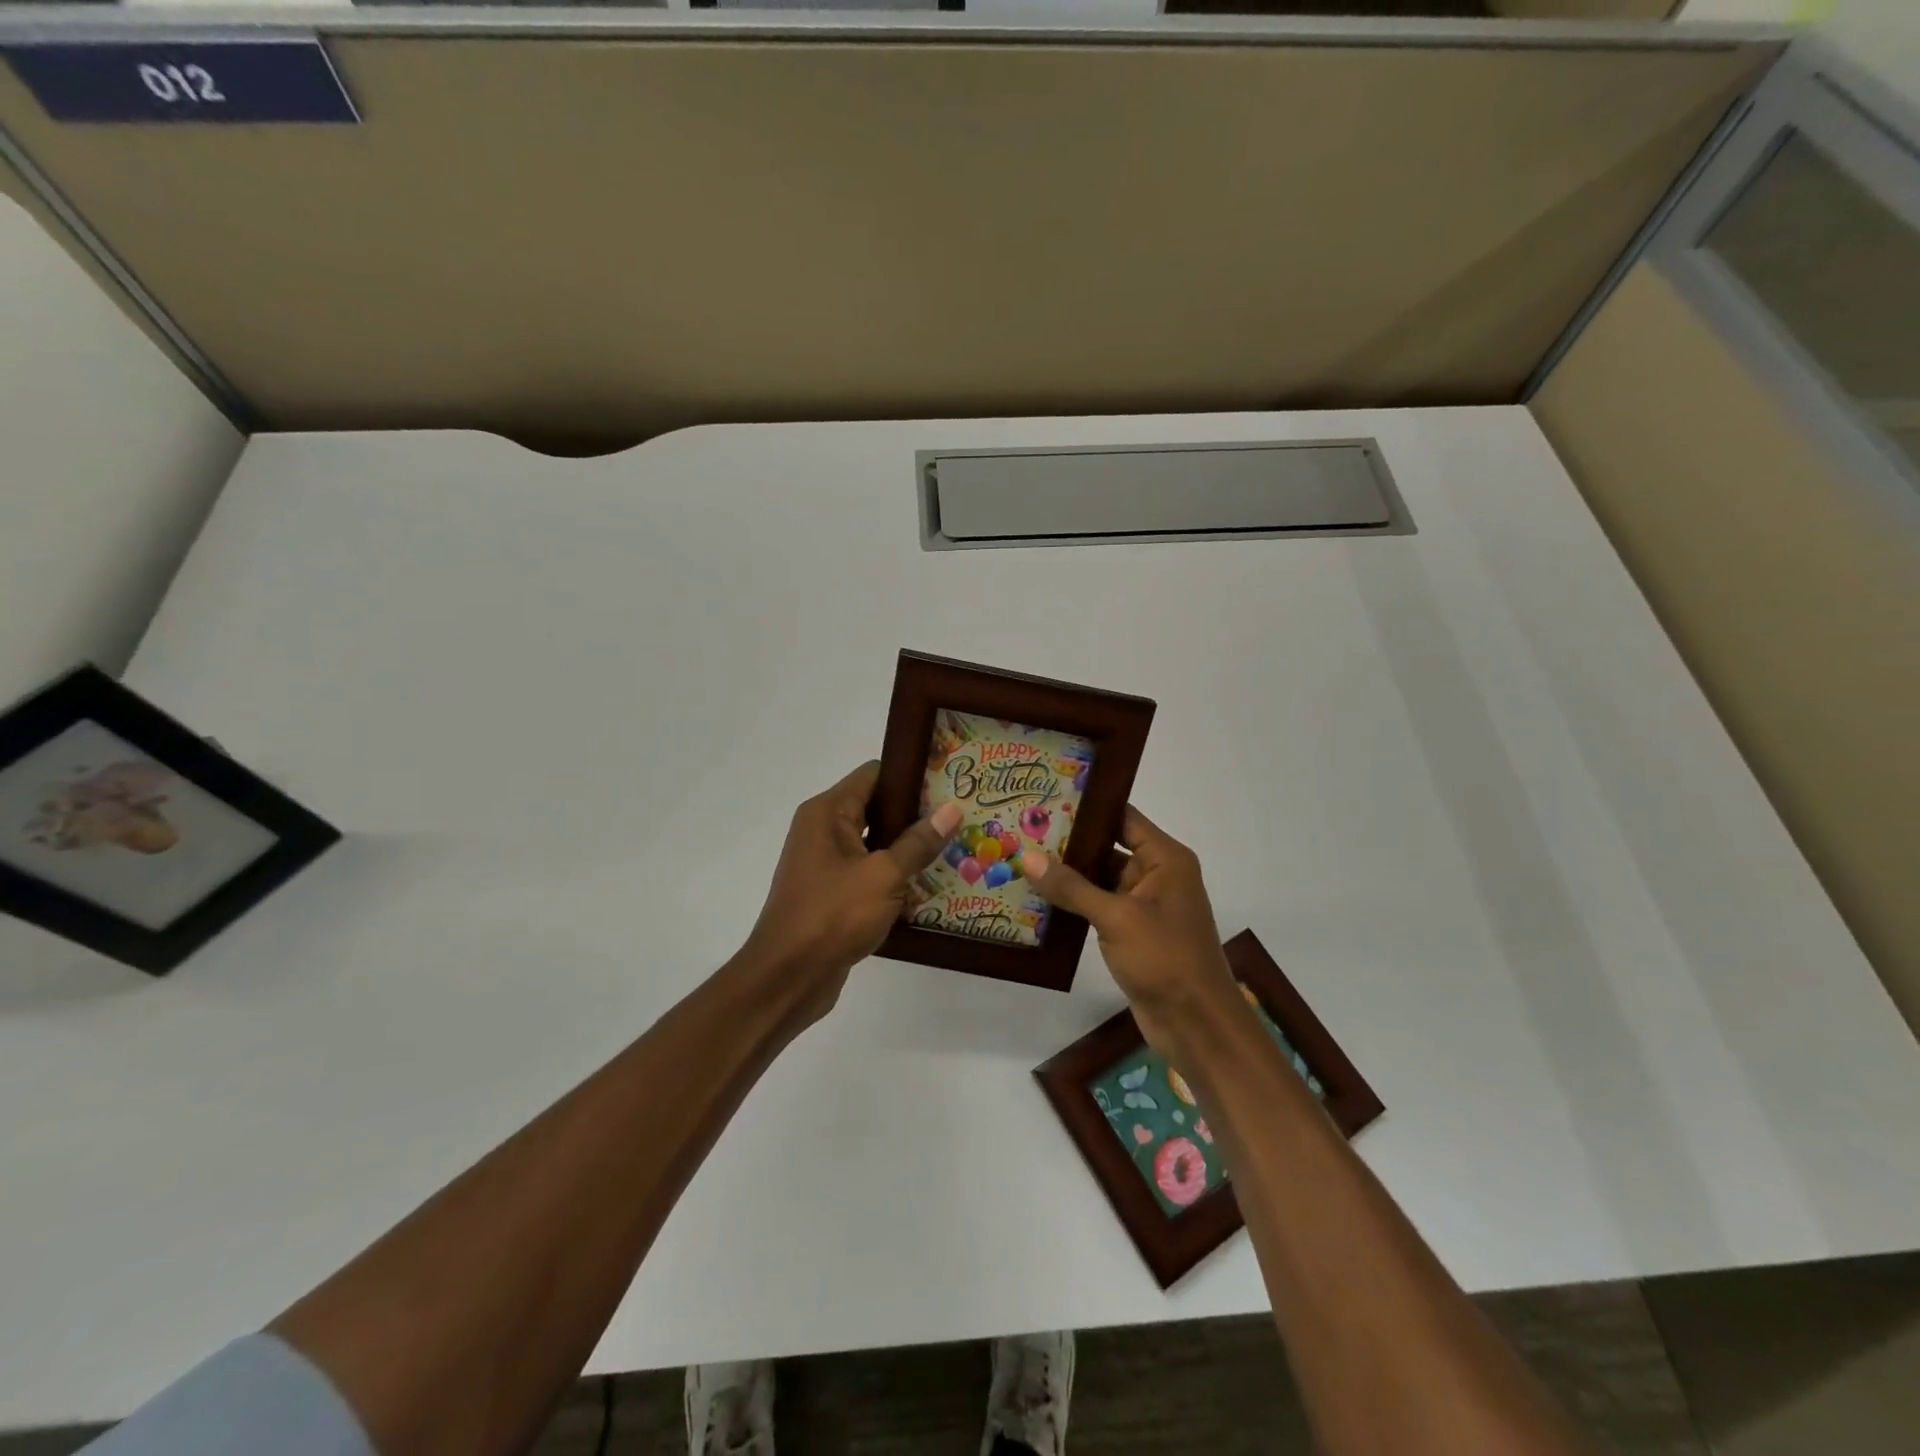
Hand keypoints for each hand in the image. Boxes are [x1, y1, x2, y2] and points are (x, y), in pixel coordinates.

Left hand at [738, 761, 962, 1026]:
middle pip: (876, 806)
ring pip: (876, 843)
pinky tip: (931, 884)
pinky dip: (895, 875)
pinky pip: (870, 872)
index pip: (873, 774)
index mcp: (827, 813)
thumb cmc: (832, 916)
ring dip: (909, 847)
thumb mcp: (884, 876)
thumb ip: (919, 842)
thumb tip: (952, 809)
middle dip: (917, 813)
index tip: (949, 782)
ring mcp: (826, 863)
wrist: (787, 978)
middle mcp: (823, 830)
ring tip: (956, 846)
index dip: (911, 775)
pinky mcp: (833, 893)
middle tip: (961, 816)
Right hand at [1021, 807, 1239, 1052]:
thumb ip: (1072, 887)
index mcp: (1164, 859)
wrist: (1197, 1024)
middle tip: (1022, 829)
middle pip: (1108, 846)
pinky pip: (1099, 907)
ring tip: (1022, 859)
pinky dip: (1073, 903)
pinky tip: (1037, 899)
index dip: (1087, 807)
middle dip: (1069, 842)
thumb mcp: (1116, 918)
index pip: (1122, 817)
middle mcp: (1156, 875)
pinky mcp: (1132, 932)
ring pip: (1100, 879)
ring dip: (1067, 875)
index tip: (1046, 797)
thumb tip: (1028, 857)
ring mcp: (1144, 905)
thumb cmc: (1165, 959)